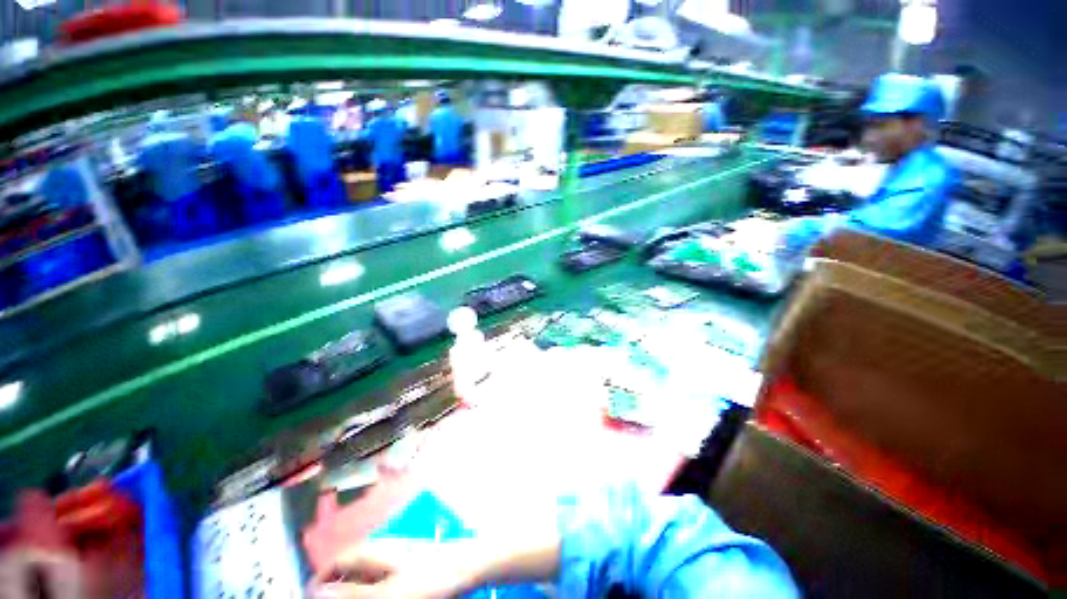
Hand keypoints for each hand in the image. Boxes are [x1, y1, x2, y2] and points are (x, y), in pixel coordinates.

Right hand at [309, 539, 475, 598]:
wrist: (464, 568)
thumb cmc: (425, 580)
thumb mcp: (385, 593)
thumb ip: (351, 593)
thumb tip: (316, 591)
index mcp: (372, 552)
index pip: (335, 563)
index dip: (320, 581)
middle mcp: (380, 550)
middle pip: (348, 569)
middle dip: (337, 588)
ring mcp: (394, 557)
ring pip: (363, 575)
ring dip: (354, 590)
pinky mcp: (406, 565)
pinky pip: (380, 578)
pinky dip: (372, 590)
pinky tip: (378, 596)